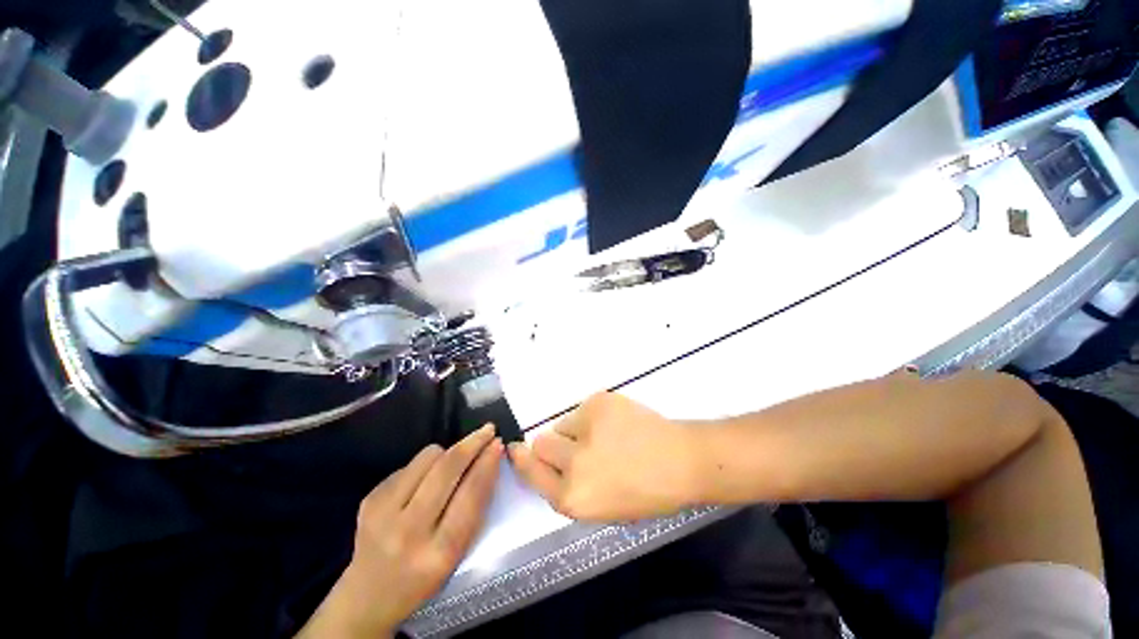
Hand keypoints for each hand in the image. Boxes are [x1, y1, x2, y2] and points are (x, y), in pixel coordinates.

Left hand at [297, 425, 502, 637]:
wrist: (367, 597)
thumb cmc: (424, 577)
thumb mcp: (457, 554)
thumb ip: (474, 508)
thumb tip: (489, 460)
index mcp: (439, 553)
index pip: (470, 496)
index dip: (487, 464)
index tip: (499, 443)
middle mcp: (408, 531)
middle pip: (447, 469)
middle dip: (472, 443)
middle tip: (487, 430)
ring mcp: (383, 513)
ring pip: (427, 458)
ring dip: (447, 452)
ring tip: (451, 463)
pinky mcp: (369, 499)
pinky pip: (408, 465)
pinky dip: (424, 466)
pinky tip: (424, 481)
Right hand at [508, 393, 700, 520]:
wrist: (681, 461)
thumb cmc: (647, 493)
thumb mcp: (602, 507)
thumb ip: (571, 489)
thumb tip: (552, 464)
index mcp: (574, 498)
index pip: (533, 474)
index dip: (524, 461)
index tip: (515, 449)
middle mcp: (573, 463)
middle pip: (542, 443)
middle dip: (554, 446)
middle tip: (580, 446)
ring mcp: (586, 428)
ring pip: (563, 423)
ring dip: (576, 430)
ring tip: (608, 435)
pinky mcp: (598, 402)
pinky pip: (583, 409)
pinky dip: (594, 416)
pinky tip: (617, 424)